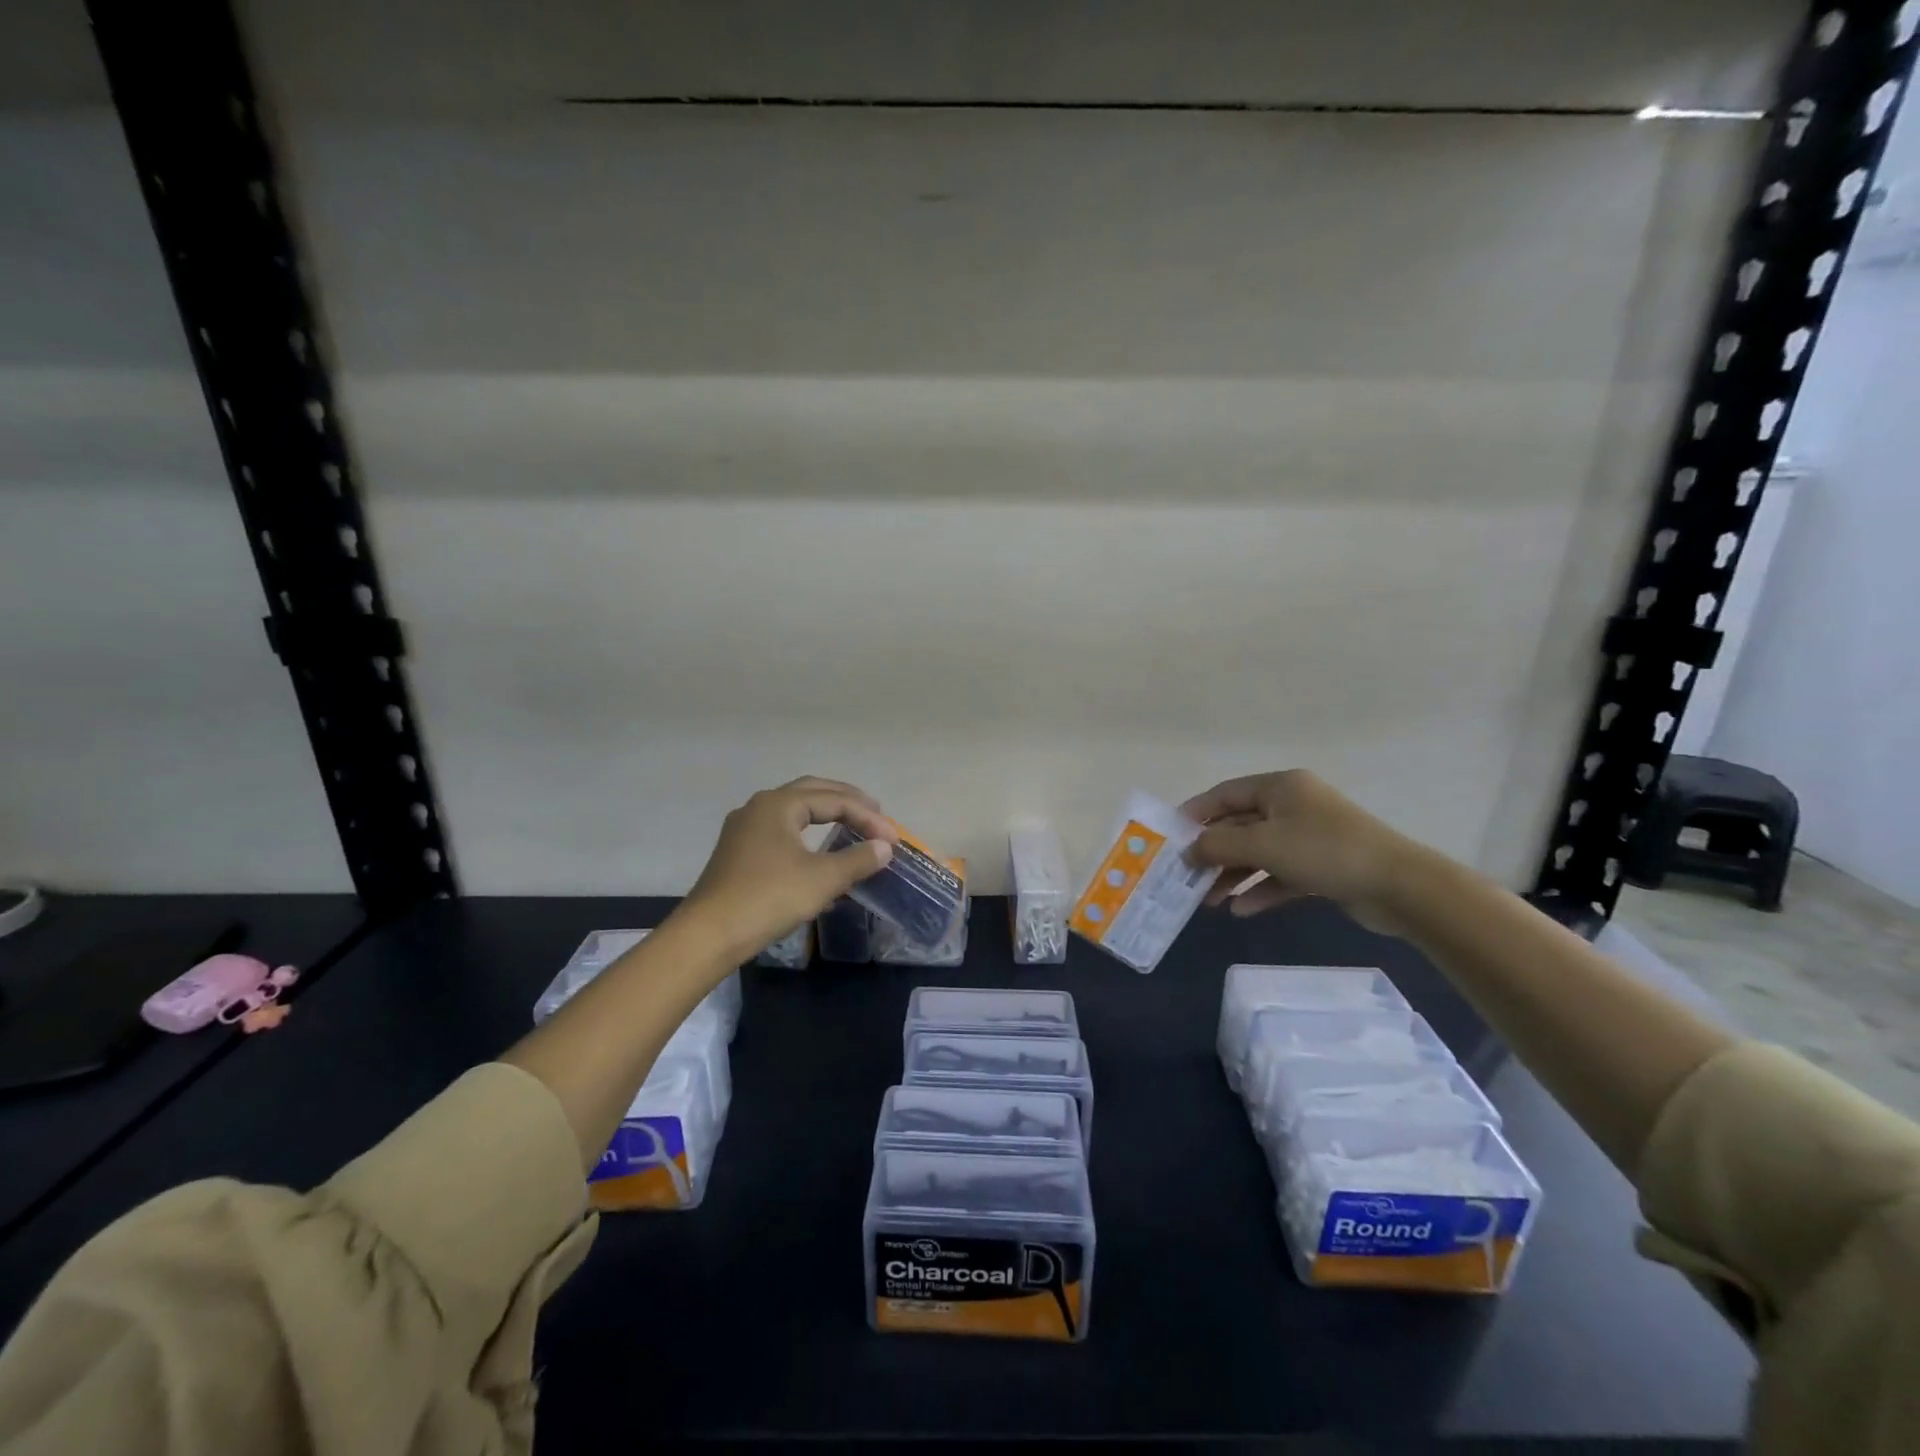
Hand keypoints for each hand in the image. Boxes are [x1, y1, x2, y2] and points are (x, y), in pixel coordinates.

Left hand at [678, 776, 896, 960]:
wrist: (708, 935)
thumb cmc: (768, 898)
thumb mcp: (822, 880)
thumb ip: (858, 859)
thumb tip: (884, 848)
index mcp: (779, 804)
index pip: (835, 800)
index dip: (868, 816)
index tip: (893, 838)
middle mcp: (760, 807)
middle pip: (812, 792)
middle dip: (846, 800)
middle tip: (875, 813)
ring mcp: (744, 828)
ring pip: (794, 810)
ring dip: (826, 813)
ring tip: (851, 824)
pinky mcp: (738, 851)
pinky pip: (782, 829)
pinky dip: (807, 831)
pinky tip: (817, 850)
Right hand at [1181, 770, 1420, 934]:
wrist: (1399, 886)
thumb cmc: (1324, 851)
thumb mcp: (1263, 844)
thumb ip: (1219, 844)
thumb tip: (1188, 850)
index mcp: (1280, 787)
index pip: (1225, 794)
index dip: (1195, 813)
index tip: (1169, 837)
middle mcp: (1292, 806)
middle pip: (1240, 825)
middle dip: (1213, 852)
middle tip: (1184, 875)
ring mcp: (1308, 837)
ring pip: (1258, 854)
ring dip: (1232, 875)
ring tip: (1207, 901)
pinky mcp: (1321, 867)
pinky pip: (1279, 875)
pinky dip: (1260, 889)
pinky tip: (1240, 910)